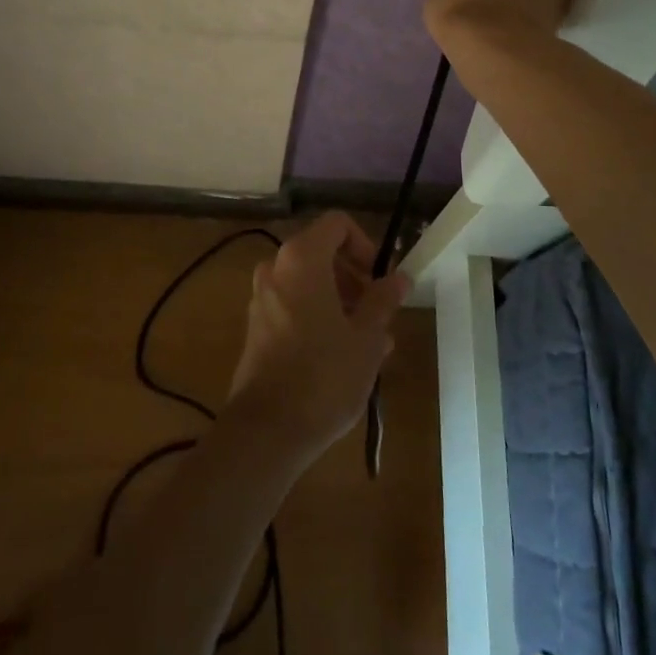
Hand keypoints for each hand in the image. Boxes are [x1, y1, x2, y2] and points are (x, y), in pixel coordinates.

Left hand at [225, 213, 408, 462]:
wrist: (266, 430)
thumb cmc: (324, 374)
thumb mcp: (367, 337)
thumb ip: (383, 300)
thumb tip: (399, 278)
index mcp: (302, 258)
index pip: (337, 224)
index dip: (365, 244)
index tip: (380, 279)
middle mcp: (276, 268)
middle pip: (322, 253)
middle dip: (355, 278)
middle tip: (379, 314)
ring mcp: (262, 297)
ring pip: (309, 283)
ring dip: (341, 302)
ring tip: (369, 342)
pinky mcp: (256, 326)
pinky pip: (294, 305)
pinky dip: (318, 316)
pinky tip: (343, 356)